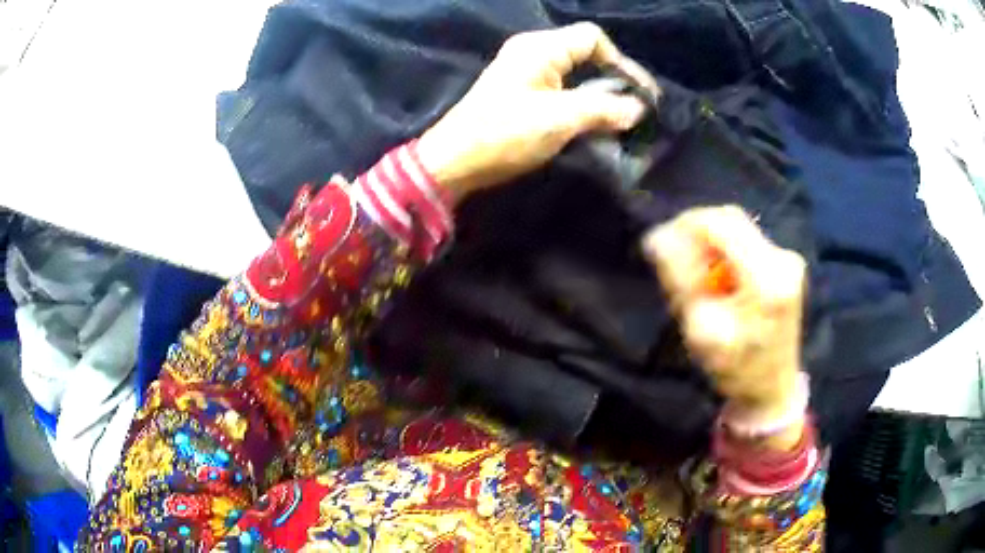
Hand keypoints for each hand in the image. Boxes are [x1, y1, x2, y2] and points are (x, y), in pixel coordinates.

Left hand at [417, 23, 656, 201]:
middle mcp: (533, 52)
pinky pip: (563, 89)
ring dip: (600, 94)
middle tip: (636, 107)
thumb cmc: (504, 134)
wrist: (454, 161)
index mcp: (540, 48)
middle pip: (586, 53)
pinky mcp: (522, 93)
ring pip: (576, 73)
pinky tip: (595, 123)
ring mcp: (526, 72)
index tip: (639, 94)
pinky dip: (582, 103)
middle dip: (614, 78)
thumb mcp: (559, 120)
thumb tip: (638, 109)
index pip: (592, 38)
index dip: (621, 62)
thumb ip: (603, 110)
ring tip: (621, 119)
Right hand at [643, 206, 806, 423]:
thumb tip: (656, 238)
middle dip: (696, 233)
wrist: (772, 389)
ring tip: (695, 276)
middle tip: (674, 260)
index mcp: (767, 277)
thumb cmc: (736, 369)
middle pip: (731, 219)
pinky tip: (716, 279)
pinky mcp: (785, 264)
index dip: (686, 225)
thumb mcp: (702, 330)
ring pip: (738, 228)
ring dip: (710, 243)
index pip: (721, 224)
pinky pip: (746, 241)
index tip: (661, 245)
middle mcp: (782, 259)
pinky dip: (724, 252)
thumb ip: (680, 281)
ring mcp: (788, 259)